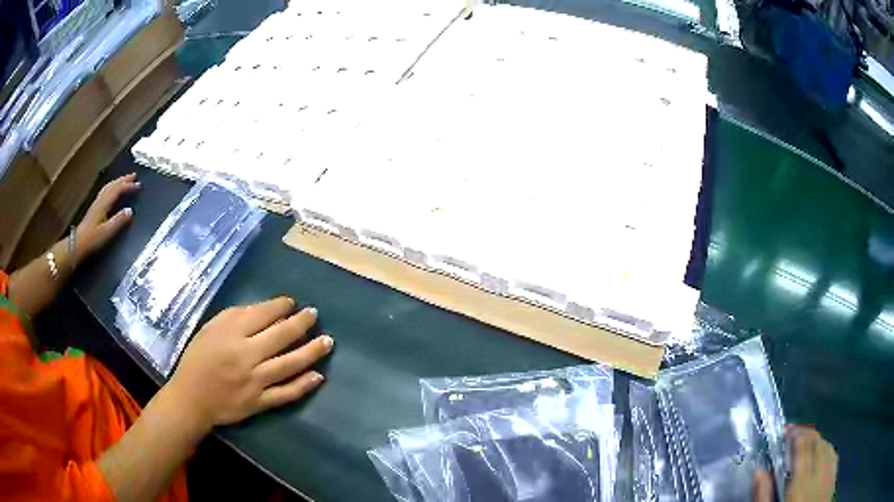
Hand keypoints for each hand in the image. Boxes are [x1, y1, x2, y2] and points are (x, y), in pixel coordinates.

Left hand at [76, 173, 140, 258]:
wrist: (77, 244)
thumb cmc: (92, 239)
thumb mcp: (107, 232)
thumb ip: (118, 221)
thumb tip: (130, 211)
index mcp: (104, 204)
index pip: (117, 190)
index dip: (128, 186)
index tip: (138, 185)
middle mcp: (100, 201)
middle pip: (112, 185)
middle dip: (123, 179)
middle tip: (134, 175)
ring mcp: (96, 204)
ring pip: (108, 187)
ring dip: (117, 182)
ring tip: (124, 180)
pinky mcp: (94, 209)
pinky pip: (105, 193)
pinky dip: (111, 188)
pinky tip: (112, 192)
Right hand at [164, 297, 332, 431]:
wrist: (191, 398)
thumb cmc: (198, 359)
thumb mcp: (211, 329)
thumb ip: (236, 318)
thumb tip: (266, 310)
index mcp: (231, 334)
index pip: (263, 315)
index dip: (281, 307)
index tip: (293, 303)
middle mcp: (246, 355)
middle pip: (281, 336)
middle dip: (301, 323)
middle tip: (315, 315)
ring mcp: (255, 381)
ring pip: (289, 364)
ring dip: (311, 352)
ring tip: (328, 341)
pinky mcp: (259, 402)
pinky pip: (286, 394)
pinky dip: (303, 385)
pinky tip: (319, 376)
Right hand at [753, 425, 837, 501]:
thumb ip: (764, 493)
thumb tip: (759, 471)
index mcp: (802, 478)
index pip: (802, 444)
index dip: (795, 432)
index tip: (785, 429)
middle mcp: (819, 468)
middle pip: (815, 441)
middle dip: (805, 433)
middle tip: (793, 432)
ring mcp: (829, 470)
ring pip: (825, 444)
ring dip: (815, 439)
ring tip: (805, 440)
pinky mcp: (834, 473)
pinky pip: (832, 453)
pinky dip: (826, 447)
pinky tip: (821, 451)